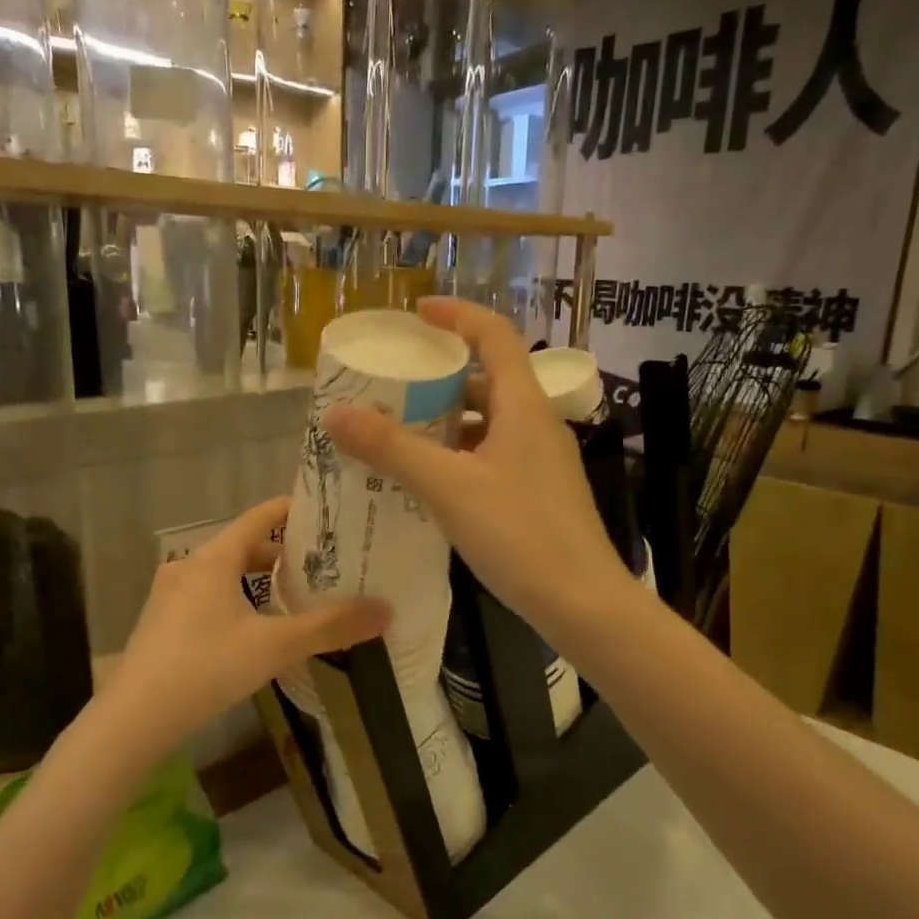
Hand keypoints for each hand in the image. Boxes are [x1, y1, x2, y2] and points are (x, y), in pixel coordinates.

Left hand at [99, 497, 388, 756]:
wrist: (133, 719)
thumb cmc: (206, 667)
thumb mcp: (275, 645)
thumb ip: (330, 627)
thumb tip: (386, 610)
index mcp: (214, 558)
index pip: (259, 517)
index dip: (293, 510)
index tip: (327, 513)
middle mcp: (189, 566)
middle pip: (243, 546)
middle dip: (282, 553)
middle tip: (323, 564)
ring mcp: (170, 595)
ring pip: (224, 574)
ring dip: (258, 580)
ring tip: (295, 596)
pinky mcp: (162, 623)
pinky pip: (208, 596)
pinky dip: (237, 599)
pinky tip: (255, 629)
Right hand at [321, 298, 631, 639]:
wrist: (583, 605)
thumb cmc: (520, 535)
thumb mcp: (449, 487)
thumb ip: (393, 449)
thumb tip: (336, 413)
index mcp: (524, 406)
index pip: (494, 336)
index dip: (457, 315)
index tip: (417, 313)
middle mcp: (536, 425)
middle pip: (488, 380)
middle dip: (440, 376)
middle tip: (393, 384)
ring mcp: (540, 461)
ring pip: (488, 423)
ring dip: (446, 421)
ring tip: (398, 431)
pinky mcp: (537, 493)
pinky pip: (491, 456)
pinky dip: (458, 455)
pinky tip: (428, 480)